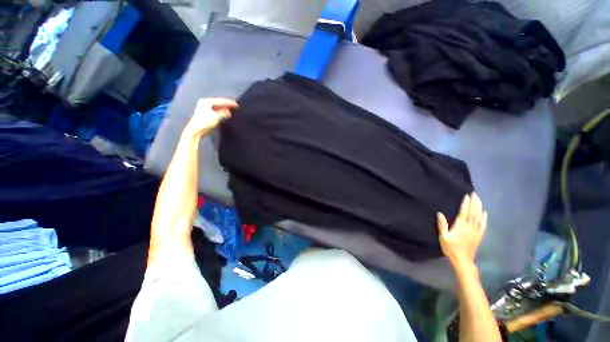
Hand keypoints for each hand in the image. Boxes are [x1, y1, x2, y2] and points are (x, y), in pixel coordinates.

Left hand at [184, 98, 237, 136]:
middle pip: (219, 103)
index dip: (229, 103)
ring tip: (232, 110)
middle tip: (235, 106)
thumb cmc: (205, 122)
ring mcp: (205, 108)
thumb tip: (229, 112)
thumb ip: (223, 113)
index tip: (237, 105)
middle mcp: (205, 103)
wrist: (196, 130)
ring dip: (225, 109)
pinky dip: (222, 112)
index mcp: (207, 101)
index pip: (220, 101)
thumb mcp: (216, 116)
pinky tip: (226, 114)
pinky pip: (216, 110)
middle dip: (227, 105)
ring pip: (218, 107)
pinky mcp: (206, 114)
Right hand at [437, 193, 486, 267]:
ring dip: (479, 208)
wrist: (462, 260)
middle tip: (475, 194)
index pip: (464, 212)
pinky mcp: (479, 235)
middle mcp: (470, 227)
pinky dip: (484, 217)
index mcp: (460, 226)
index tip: (467, 196)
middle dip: (474, 203)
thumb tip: (440, 213)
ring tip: (479, 200)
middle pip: (473, 213)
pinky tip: (484, 213)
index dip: (466, 204)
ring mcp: (476, 231)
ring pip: (479, 217)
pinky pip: (483, 224)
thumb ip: (442, 225)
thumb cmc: (450, 248)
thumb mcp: (443, 237)